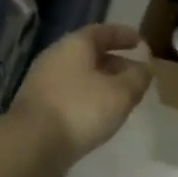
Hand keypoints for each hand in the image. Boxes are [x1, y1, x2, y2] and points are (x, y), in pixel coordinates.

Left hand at [11, 24, 151, 164]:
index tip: (140, 42)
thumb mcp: (120, 94)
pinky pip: (70, 93)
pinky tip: (98, 113)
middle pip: (90, 53)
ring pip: (80, 74)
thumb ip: (138, 78)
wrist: (31, 144)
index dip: (124, 35)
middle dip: (115, 62)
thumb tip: (145, 68)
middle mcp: (56, 57)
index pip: (103, 32)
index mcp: (75, 45)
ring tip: (120, 96)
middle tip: (135, 74)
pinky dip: (87, 96)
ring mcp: (43, 81)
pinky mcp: (38, 105)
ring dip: (101, 81)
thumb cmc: (80, 110)